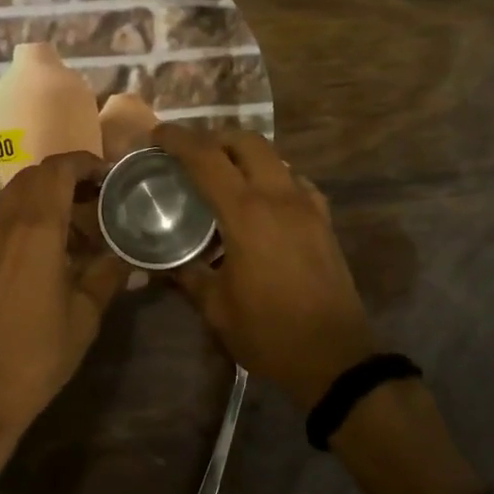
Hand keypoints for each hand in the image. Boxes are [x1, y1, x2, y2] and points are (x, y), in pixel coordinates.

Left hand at [0, 151, 129, 477]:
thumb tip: (134, 259)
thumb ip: (109, 275)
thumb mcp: (84, 315)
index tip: (111, 177)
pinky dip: (25, 221)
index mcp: (33, 227)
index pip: (58, 168)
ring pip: (13, 198)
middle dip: (67, 180)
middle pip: (33, 177)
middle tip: (99, 203)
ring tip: (78, 233)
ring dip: (45, 201)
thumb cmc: (34, 355)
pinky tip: (46, 256)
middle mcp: (1, 222)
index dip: (86, 163)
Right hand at [154, 124, 378, 407]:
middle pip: (247, 142)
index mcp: (247, 214)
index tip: (158, 135)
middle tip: (190, 154)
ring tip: (221, 175)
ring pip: (274, 157)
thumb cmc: (269, 333)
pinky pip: (294, 180)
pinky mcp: (324, 220)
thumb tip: (163, 263)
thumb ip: (188, 275)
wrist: (335, 357)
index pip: (207, 158)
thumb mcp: (217, 308)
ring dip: (244, 155)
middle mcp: (280, 197)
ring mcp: (308, 205)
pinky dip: (271, 176)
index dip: (179, 140)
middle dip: (215, 138)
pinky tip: (259, 201)